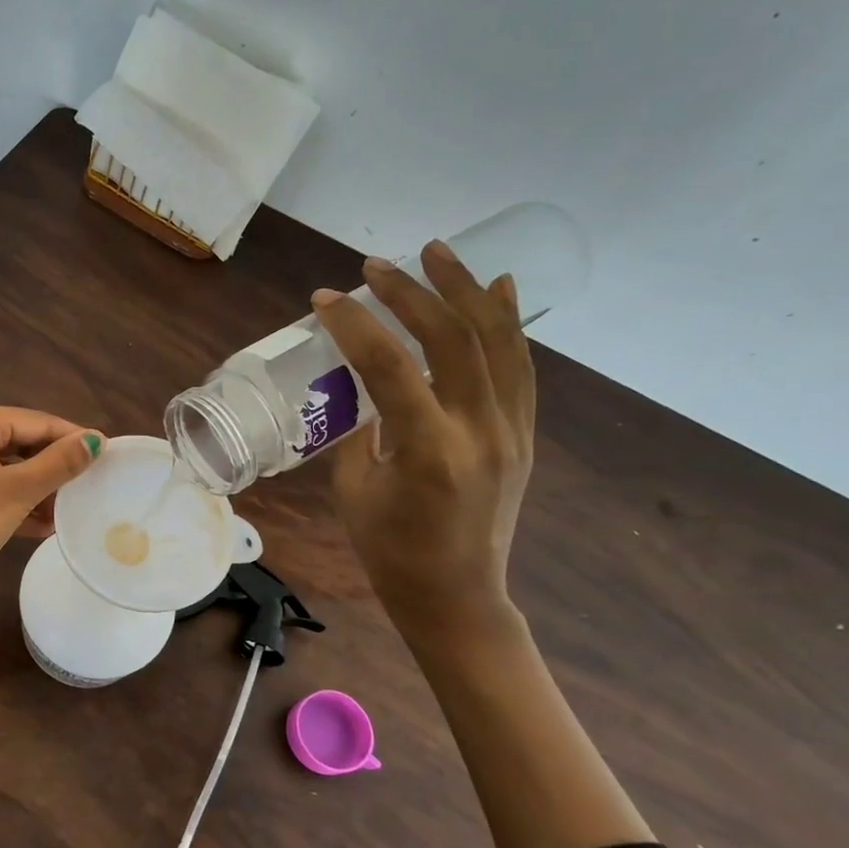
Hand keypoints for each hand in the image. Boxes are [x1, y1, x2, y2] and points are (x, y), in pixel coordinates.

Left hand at [0, 404, 103, 593]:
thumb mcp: (15, 493)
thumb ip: (58, 464)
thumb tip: (96, 440)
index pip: (37, 421)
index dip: (73, 438)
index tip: (108, 456)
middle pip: (20, 443)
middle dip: (54, 469)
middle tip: (91, 488)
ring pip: (4, 468)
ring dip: (36, 490)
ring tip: (70, 512)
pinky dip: (13, 502)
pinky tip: (40, 526)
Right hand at [310, 241, 533, 649]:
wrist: (456, 596)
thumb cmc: (390, 550)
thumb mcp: (353, 488)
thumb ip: (357, 426)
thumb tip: (357, 379)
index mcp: (428, 452)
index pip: (391, 368)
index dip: (355, 326)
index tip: (325, 299)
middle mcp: (479, 432)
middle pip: (452, 340)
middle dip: (411, 293)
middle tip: (375, 266)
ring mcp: (510, 431)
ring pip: (497, 342)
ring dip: (465, 290)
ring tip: (438, 251)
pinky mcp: (522, 434)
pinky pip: (520, 366)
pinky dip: (507, 322)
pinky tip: (497, 288)